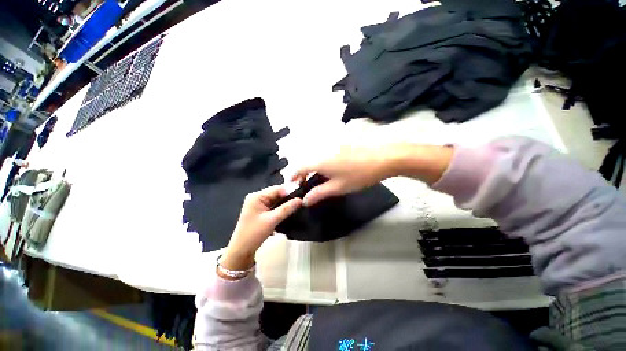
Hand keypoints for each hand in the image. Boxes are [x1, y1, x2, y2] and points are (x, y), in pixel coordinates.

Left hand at [221, 186, 302, 271]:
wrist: (242, 250)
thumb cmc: (254, 234)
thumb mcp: (272, 220)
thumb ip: (287, 209)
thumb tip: (300, 200)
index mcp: (257, 196)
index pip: (277, 189)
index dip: (290, 191)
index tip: (302, 193)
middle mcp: (257, 197)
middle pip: (277, 194)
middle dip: (288, 197)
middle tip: (302, 200)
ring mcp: (259, 204)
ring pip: (276, 200)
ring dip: (286, 203)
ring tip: (298, 205)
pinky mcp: (261, 211)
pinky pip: (274, 206)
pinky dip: (281, 208)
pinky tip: (290, 210)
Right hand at [292, 143, 453, 205]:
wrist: (383, 158)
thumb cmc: (359, 175)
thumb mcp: (338, 187)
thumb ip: (319, 193)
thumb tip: (305, 200)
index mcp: (319, 161)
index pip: (298, 167)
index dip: (293, 176)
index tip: (292, 185)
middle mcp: (322, 151)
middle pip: (306, 161)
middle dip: (302, 173)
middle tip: (306, 184)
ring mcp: (332, 146)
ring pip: (316, 157)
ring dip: (312, 168)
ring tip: (318, 179)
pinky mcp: (340, 145)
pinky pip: (325, 154)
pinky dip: (322, 163)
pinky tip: (331, 170)